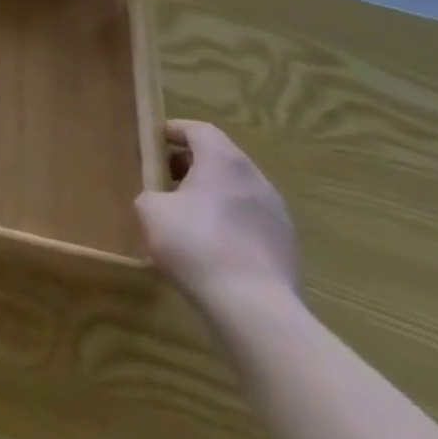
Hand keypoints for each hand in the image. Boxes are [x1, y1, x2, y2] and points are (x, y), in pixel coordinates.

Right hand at [136, 120, 298, 315]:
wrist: (255, 309)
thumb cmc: (196, 245)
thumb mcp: (150, 211)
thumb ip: (152, 195)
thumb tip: (162, 201)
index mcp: (223, 160)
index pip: (199, 129)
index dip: (175, 131)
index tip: (155, 143)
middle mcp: (255, 178)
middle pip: (221, 158)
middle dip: (192, 164)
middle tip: (167, 180)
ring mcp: (277, 214)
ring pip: (238, 190)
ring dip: (213, 194)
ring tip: (189, 217)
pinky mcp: (287, 247)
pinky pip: (251, 221)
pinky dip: (231, 223)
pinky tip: (213, 248)